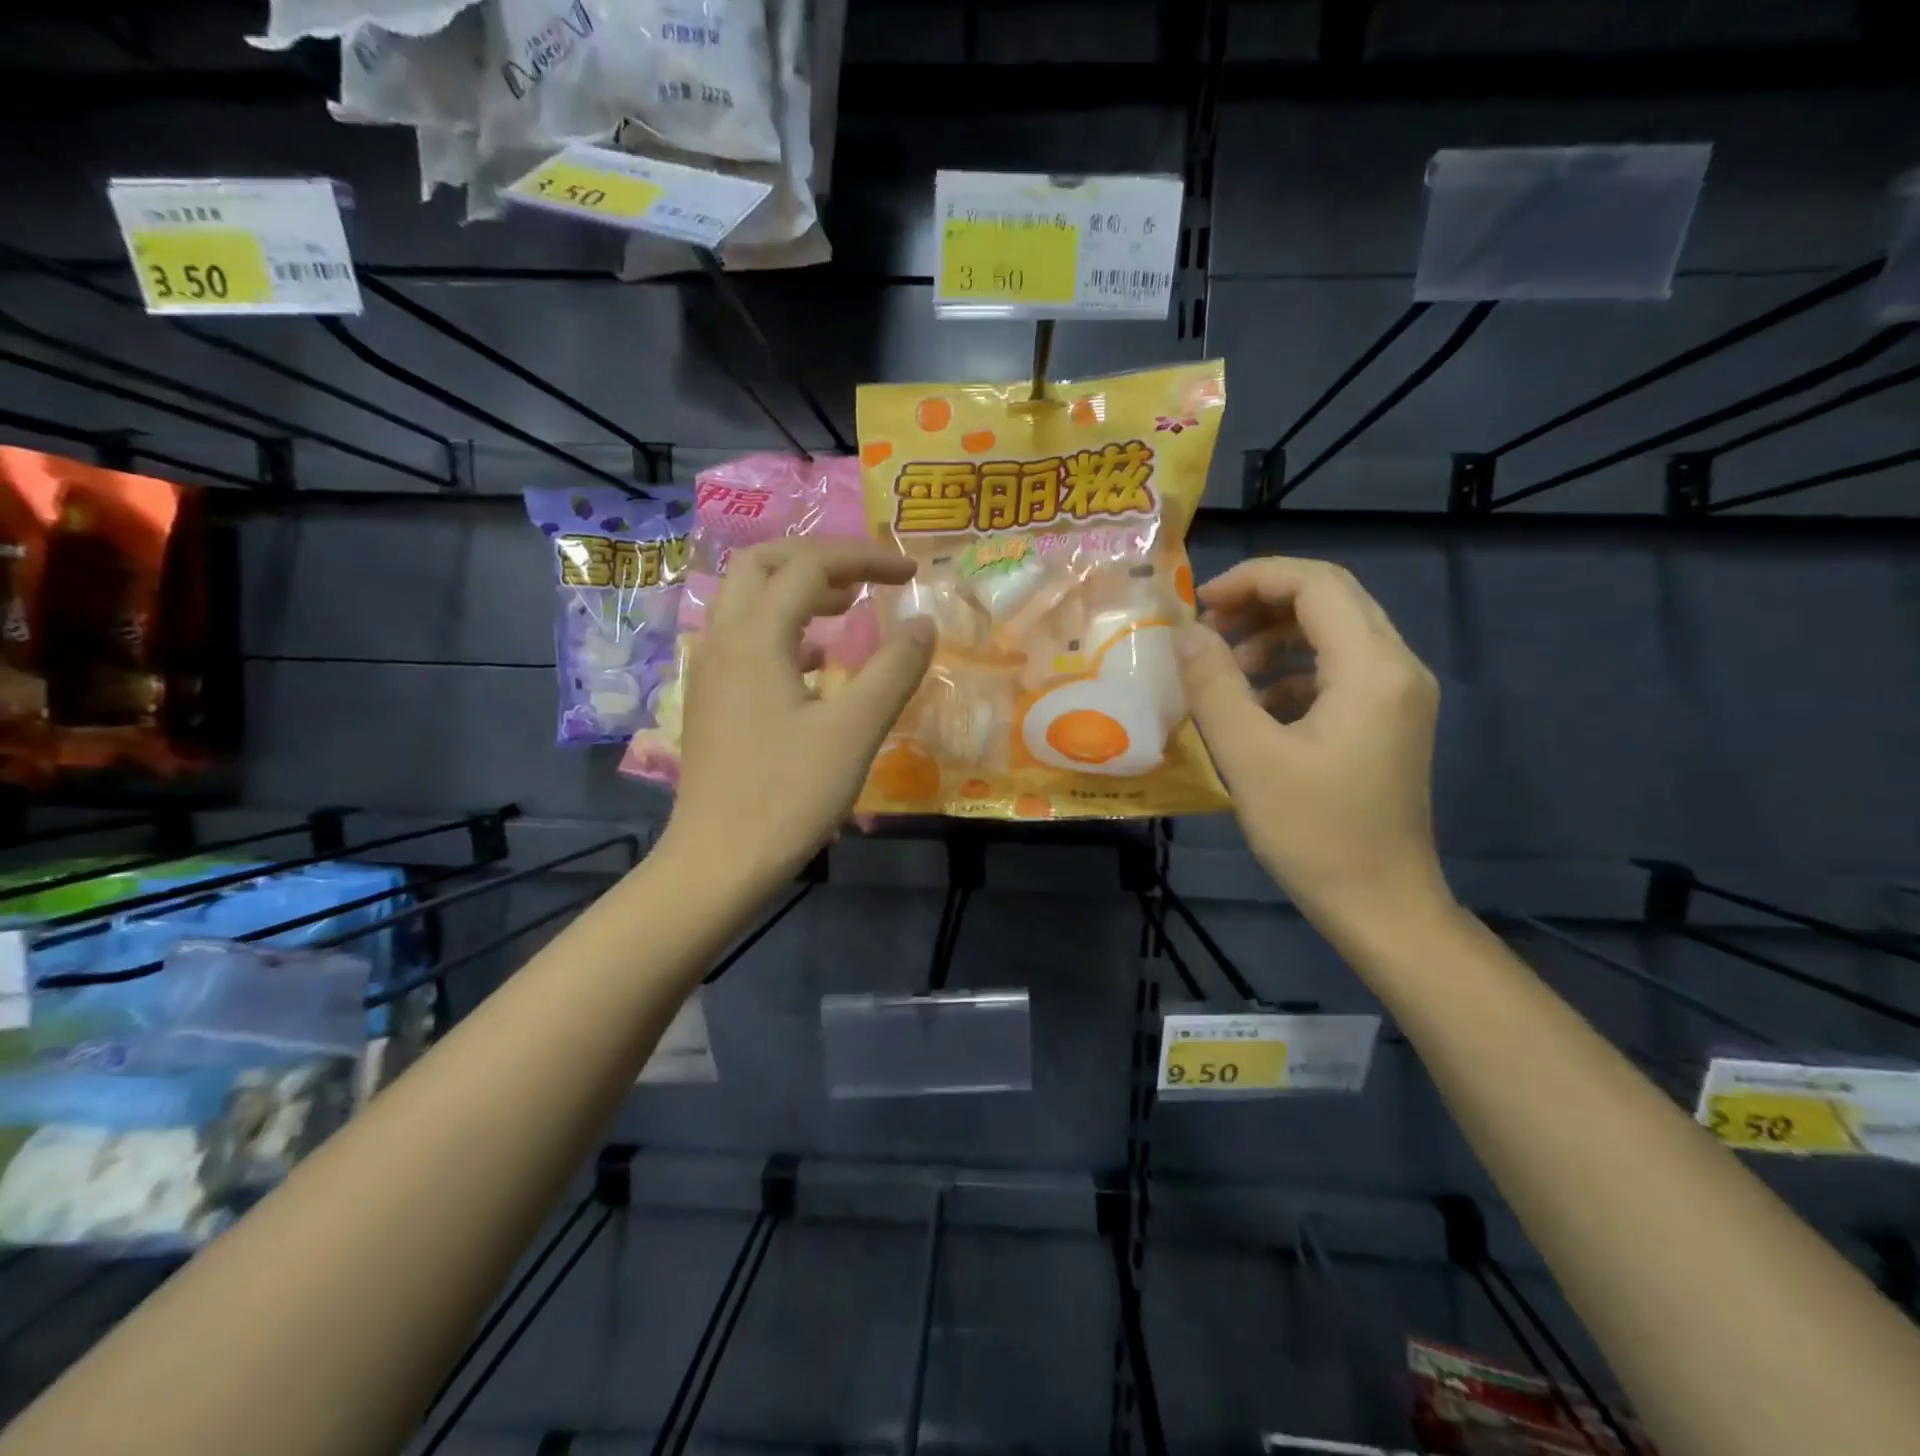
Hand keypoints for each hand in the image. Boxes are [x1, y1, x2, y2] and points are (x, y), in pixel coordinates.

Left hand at [665, 539, 934, 891]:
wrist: (718, 862)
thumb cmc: (788, 795)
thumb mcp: (855, 731)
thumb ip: (894, 669)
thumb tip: (922, 623)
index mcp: (754, 636)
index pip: (810, 567)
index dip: (865, 559)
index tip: (911, 572)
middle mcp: (722, 639)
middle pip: (761, 564)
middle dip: (819, 559)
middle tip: (867, 578)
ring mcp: (710, 670)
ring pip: (747, 600)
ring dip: (797, 590)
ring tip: (848, 607)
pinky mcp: (712, 699)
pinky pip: (745, 638)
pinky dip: (783, 627)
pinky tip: (815, 660)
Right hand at [1176, 557, 1448, 926]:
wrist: (1381, 905)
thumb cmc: (1314, 833)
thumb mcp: (1249, 757)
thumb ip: (1214, 686)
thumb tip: (1184, 634)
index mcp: (1372, 668)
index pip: (1316, 584)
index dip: (1253, 579)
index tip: (1198, 605)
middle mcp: (1397, 668)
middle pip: (1330, 599)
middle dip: (1261, 602)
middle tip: (1206, 630)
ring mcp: (1399, 696)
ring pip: (1335, 632)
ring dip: (1275, 636)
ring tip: (1226, 670)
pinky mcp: (1389, 721)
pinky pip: (1339, 669)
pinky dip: (1293, 670)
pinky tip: (1256, 705)